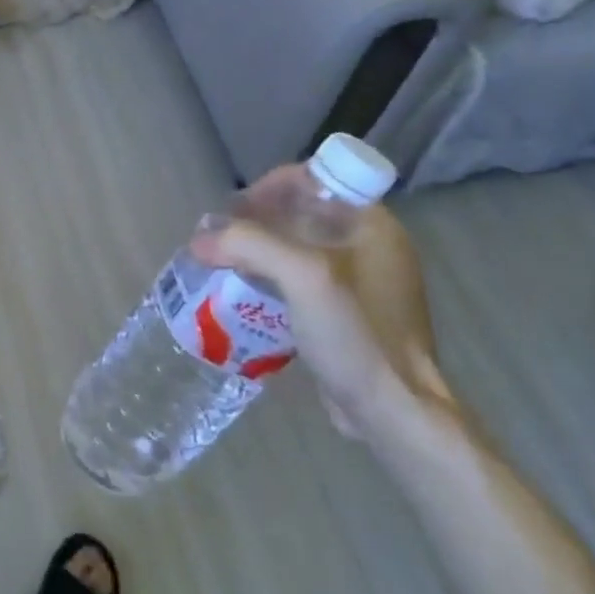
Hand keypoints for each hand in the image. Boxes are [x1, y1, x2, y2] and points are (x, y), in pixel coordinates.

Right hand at [189, 177, 449, 439]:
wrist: (395, 414)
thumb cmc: (357, 334)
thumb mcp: (302, 276)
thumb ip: (248, 244)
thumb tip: (199, 239)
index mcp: (372, 224)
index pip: (313, 179)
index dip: (270, 186)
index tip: (236, 211)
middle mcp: (371, 245)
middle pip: (301, 211)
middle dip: (255, 220)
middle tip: (219, 239)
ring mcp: (363, 281)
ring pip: (298, 246)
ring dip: (258, 250)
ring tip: (222, 264)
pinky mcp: (350, 313)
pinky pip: (301, 279)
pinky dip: (271, 279)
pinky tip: (245, 296)